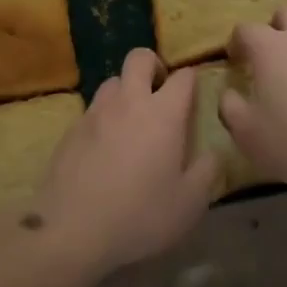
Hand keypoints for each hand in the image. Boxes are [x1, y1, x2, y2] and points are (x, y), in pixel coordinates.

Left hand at [26, 49, 219, 279]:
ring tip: (132, 120)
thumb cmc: (140, 216)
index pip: (183, 77)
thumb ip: (207, 172)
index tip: (194, 95)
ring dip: (126, 90)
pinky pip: (93, 109)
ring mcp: (96, 112)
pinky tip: (105, 147)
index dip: (192, 80)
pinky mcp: (72, 128)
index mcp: (163, 113)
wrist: (72, 229)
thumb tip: (214, 152)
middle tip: (160, 92)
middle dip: (153, 66)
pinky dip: (104, 117)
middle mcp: (129, 101)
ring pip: (113, 81)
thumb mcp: (189, 204)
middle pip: (139, 58)